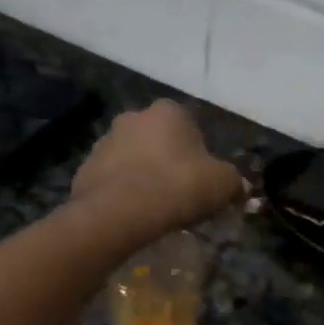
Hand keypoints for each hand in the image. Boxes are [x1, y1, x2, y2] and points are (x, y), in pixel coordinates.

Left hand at [71, 100, 243, 238]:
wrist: (118, 213)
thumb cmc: (177, 187)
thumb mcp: (222, 184)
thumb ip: (234, 181)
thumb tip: (238, 187)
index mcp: (168, 111)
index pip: (190, 126)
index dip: (199, 153)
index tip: (201, 179)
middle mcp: (133, 117)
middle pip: (158, 139)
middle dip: (167, 160)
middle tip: (179, 192)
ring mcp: (104, 141)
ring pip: (132, 157)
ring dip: (142, 174)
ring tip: (153, 207)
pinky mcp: (85, 168)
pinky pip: (111, 179)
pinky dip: (121, 191)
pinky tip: (130, 213)